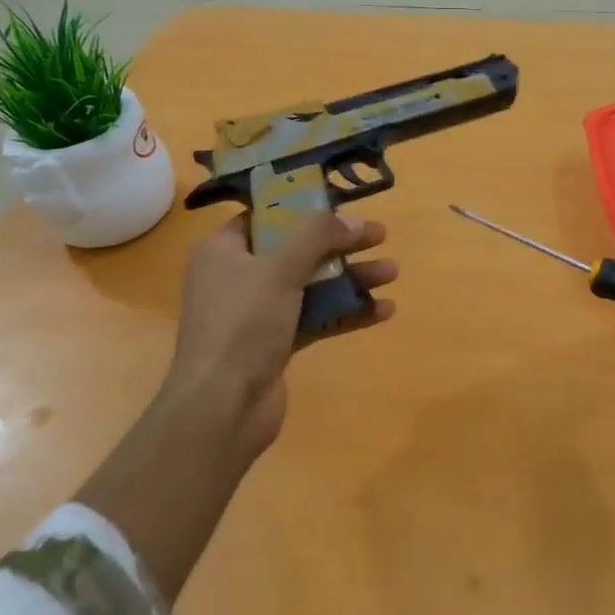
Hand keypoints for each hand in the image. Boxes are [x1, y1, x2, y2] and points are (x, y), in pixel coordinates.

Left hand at [165, 213, 396, 459]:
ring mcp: (256, 313)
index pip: (265, 216)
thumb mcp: (279, 268)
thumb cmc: (243, 325)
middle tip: (380, 235)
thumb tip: (352, 220)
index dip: (304, 208)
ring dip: (350, 277)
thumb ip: (317, 236)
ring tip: (392, 272)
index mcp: (224, 250)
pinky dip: (345, 311)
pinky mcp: (274, 344)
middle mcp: (237, 277)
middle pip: (296, 249)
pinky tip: (383, 310)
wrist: (222, 408)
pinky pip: (315, 317)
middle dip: (340, 244)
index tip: (342, 206)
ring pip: (310, 284)